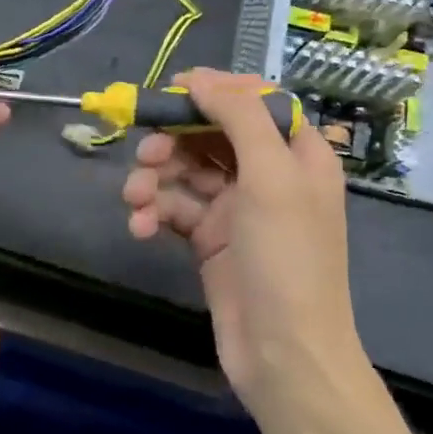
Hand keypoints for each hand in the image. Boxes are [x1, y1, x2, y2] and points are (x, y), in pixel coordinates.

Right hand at [122, 69, 368, 414]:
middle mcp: (268, 175)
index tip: (171, 92)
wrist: (284, 355)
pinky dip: (155, 214)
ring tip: (135, 200)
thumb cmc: (287, 258)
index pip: (254, 101)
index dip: (214, 91)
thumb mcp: (271, 176)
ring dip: (155, 179)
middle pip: (211, 134)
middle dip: (174, 140)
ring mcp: (237, 209)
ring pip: (186, 172)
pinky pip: (175, 210)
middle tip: (145, 153)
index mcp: (297, 153)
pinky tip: (141, 229)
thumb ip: (239, 117)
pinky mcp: (210, 241)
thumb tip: (201, 78)